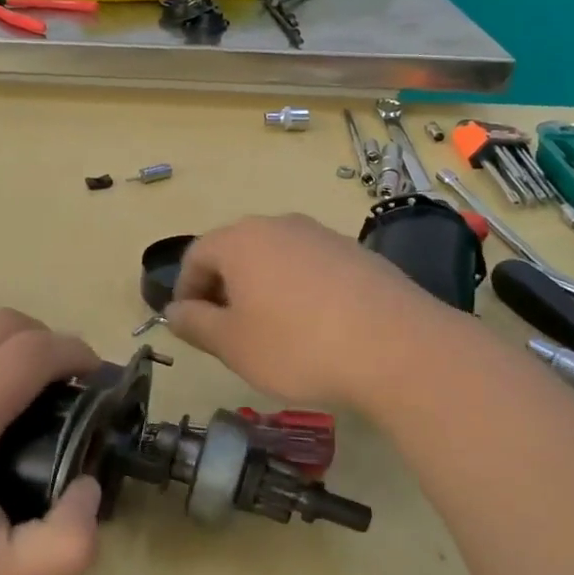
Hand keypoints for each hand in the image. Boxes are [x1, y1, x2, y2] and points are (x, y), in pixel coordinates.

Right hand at [165, 213, 441, 406]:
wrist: (398, 348)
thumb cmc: (297, 346)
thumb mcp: (232, 344)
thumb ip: (194, 324)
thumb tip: (176, 311)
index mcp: (241, 240)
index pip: (196, 256)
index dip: (185, 291)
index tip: (190, 325)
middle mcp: (280, 226)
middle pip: (236, 252)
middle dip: (224, 289)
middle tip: (228, 332)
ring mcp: (323, 236)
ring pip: (275, 259)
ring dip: (262, 290)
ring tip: (272, 332)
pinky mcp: (357, 254)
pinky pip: (311, 268)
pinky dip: (299, 291)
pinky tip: (315, 328)